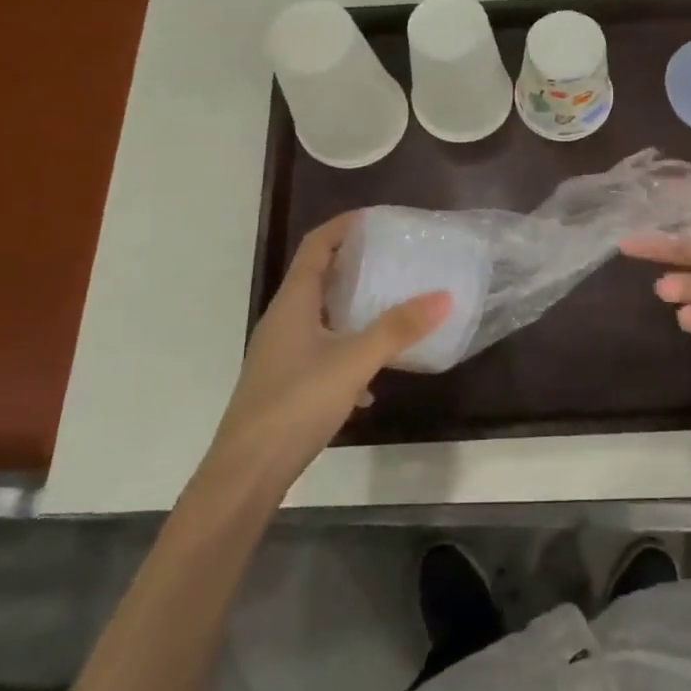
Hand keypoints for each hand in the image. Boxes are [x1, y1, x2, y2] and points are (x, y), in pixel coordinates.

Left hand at [204, 214, 450, 491]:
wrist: (247, 471)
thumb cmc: (296, 402)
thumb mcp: (354, 361)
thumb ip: (398, 328)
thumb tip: (444, 295)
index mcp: (294, 301)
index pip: (318, 245)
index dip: (345, 225)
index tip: (380, 219)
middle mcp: (284, 319)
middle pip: (320, 276)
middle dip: (356, 264)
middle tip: (395, 259)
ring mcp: (282, 353)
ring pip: (323, 316)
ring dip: (354, 309)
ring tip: (392, 308)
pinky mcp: (286, 382)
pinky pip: (322, 352)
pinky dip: (348, 352)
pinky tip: (371, 383)